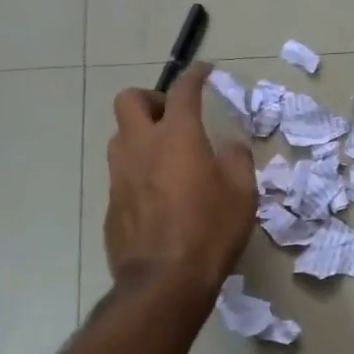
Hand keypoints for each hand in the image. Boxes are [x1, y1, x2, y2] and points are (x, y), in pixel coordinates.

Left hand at [104, 64, 256, 290]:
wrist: (164, 282)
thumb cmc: (210, 231)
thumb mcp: (242, 193)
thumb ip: (236, 159)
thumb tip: (229, 145)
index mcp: (177, 137)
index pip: (183, 91)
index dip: (194, 76)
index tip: (204, 72)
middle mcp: (142, 147)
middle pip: (129, 100)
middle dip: (151, 99)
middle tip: (173, 117)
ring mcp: (120, 175)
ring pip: (120, 136)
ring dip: (141, 134)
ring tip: (166, 156)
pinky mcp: (111, 203)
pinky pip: (121, 172)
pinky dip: (138, 170)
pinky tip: (158, 194)